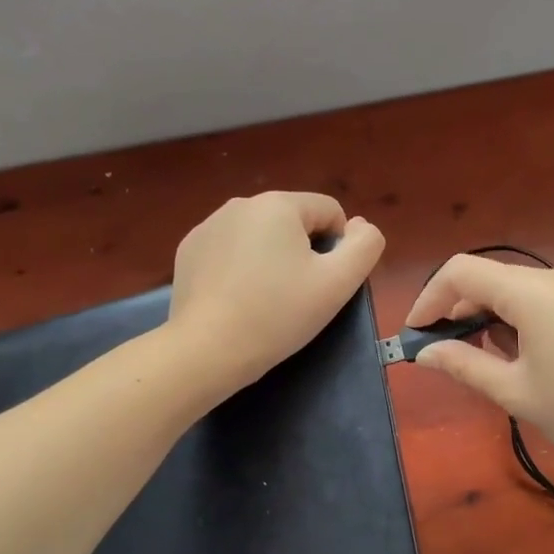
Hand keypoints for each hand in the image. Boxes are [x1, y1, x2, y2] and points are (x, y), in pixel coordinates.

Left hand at [167, 192, 385, 397]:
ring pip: (259, 236)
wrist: (208, 349)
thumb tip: (360, 226)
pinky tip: (235, 299)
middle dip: (301, 252)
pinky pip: (229, 250)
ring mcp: (209, 225)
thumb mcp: (338, 283)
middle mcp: (240, 203)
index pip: (329, 211)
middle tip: (295, 296)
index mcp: (278, 203)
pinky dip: (239, 268)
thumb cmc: (278, 314)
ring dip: (270, 258)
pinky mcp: (189, 250)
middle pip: (292, 222)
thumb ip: (365, 246)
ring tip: (263, 300)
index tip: (322, 284)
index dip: (337, 248)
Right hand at [405, 255, 553, 470]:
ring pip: (517, 292)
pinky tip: (524, 359)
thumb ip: (465, 366)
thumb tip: (426, 353)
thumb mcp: (517, 393)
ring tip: (484, 362)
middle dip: (457, 310)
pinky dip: (518, 321)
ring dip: (489, 318)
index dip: (429, 298)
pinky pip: (544, 302)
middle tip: (443, 353)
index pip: (461, 272)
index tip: (415, 335)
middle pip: (489, 279)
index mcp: (531, 292)